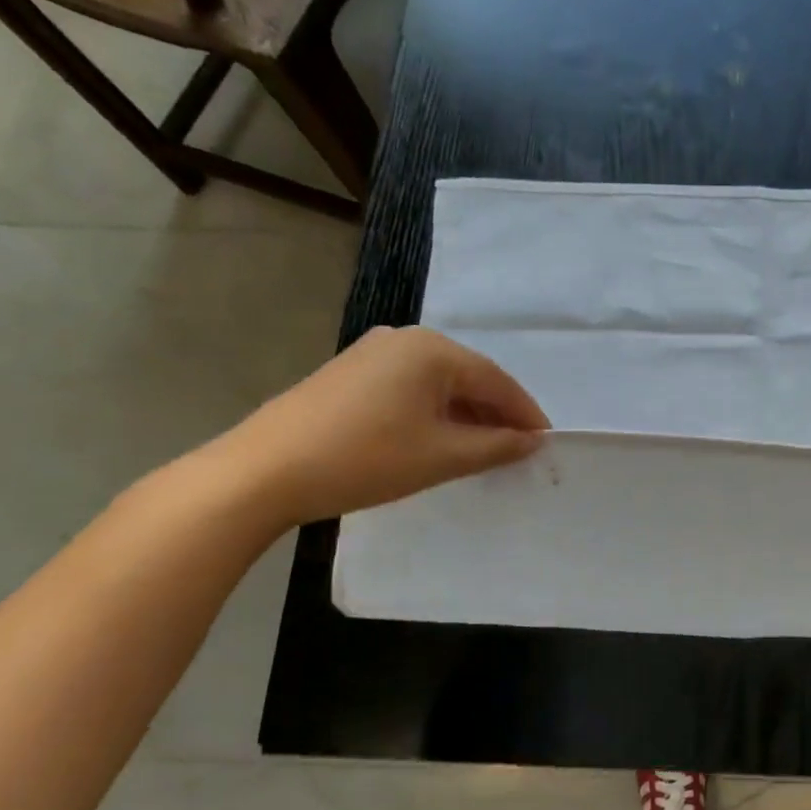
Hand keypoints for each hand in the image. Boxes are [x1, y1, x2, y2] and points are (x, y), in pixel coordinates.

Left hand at [212, 326, 548, 525]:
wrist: (264, 471)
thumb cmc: (366, 458)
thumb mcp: (443, 456)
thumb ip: (497, 445)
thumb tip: (533, 440)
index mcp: (432, 349)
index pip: (497, 380)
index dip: (525, 413)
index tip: (546, 442)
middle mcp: (405, 338)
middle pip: (468, 377)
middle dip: (495, 414)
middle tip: (517, 448)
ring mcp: (372, 352)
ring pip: (438, 383)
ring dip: (465, 415)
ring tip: (482, 449)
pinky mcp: (350, 373)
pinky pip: (409, 388)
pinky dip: (433, 413)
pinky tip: (437, 440)